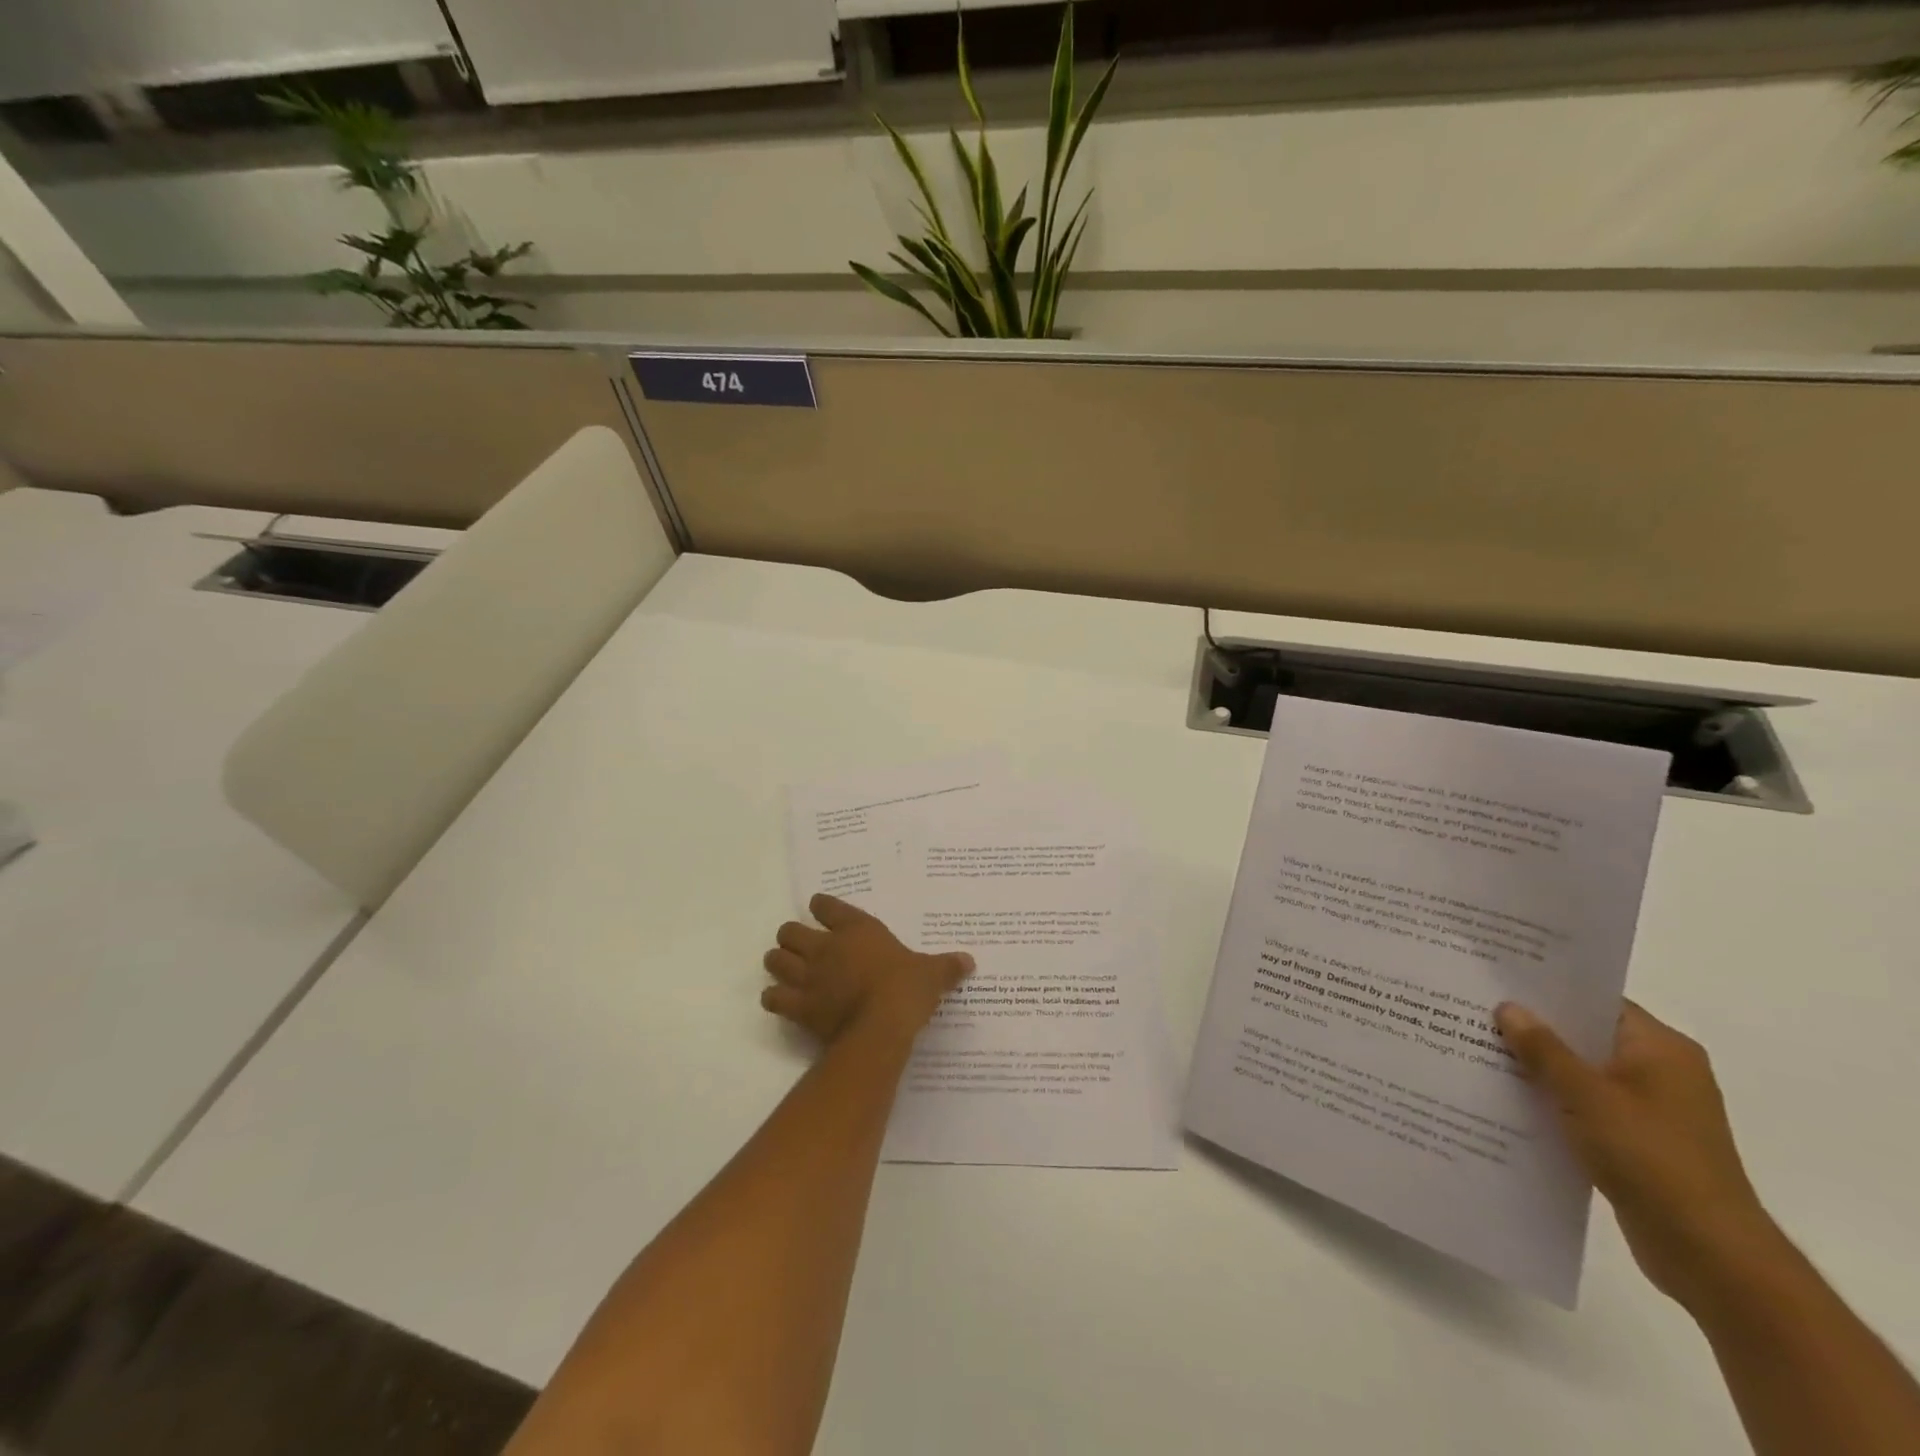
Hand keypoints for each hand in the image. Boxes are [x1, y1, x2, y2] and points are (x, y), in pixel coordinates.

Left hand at [762, 895, 973, 1044]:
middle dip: (791, 937)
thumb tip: (969, 961)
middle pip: (789, 931)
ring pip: (775, 960)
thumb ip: (946, 966)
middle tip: (802, 947)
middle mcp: (826, 947)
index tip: (822, 910)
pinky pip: (773, 998)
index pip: (826, 905)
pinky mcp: (799, 1006)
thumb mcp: (931, 974)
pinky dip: (774, 998)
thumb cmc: (906, 989)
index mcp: (856, 929)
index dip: (822, 907)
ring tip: (787, 971)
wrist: (881, 1026)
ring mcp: (809, 976)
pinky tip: (781, 1002)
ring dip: (778, 964)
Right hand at [1495, 999, 1785, 1311]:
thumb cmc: (1651, 1157)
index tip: (1497, 981)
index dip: (1548, 990)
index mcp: (1661, 1049)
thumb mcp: (1586, 1095)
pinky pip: (1585, 1107)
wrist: (1710, 1254)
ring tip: (1480, 1054)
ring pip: (1582, 1074)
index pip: (1597, 1001)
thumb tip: (1509, 1007)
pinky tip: (1508, 1101)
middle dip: (1534, 1030)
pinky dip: (1553, 1102)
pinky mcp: (1639, 1143)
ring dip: (1540, 1069)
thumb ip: (1543, 1049)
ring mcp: (1652, 1111)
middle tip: (1475, 1013)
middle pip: (1586, 1037)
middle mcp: (1662, 1072)